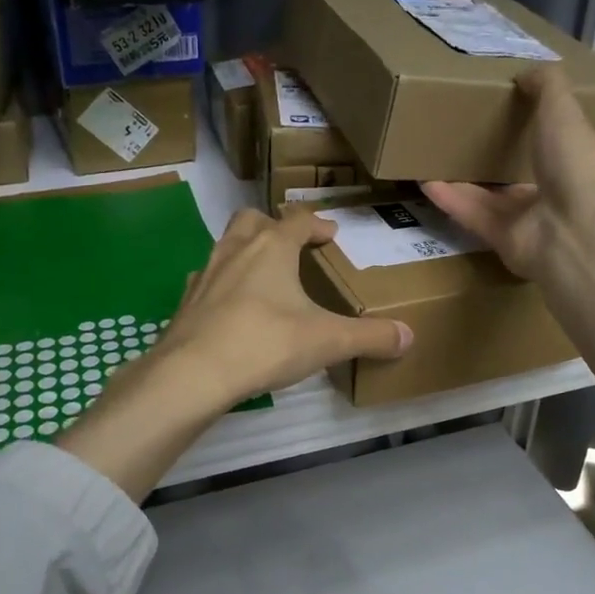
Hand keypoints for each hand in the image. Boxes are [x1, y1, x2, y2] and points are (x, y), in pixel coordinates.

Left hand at [55, 209, 411, 499]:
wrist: (193, 373)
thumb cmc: (266, 343)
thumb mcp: (328, 341)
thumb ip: (370, 337)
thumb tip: (409, 336)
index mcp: (272, 247)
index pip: (298, 220)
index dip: (318, 224)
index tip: (331, 234)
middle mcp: (235, 250)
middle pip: (252, 220)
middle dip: (273, 226)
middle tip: (291, 246)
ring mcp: (205, 274)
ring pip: (225, 245)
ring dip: (245, 251)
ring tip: (263, 277)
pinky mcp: (186, 302)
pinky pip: (206, 280)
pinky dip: (222, 285)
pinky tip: (232, 309)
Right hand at [422, 69, 594, 375]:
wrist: (573, 230)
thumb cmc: (576, 164)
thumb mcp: (564, 110)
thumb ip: (546, 87)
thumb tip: (526, 71)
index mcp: (578, 159)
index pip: (559, 139)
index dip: (538, 122)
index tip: (509, 103)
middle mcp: (556, 190)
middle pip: (520, 170)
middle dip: (494, 152)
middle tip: (462, 128)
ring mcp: (529, 219)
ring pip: (491, 195)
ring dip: (463, 177)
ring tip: (432, 154)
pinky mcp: (502, 240)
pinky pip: (472, 215)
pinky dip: (450, 199)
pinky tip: (423, 181)